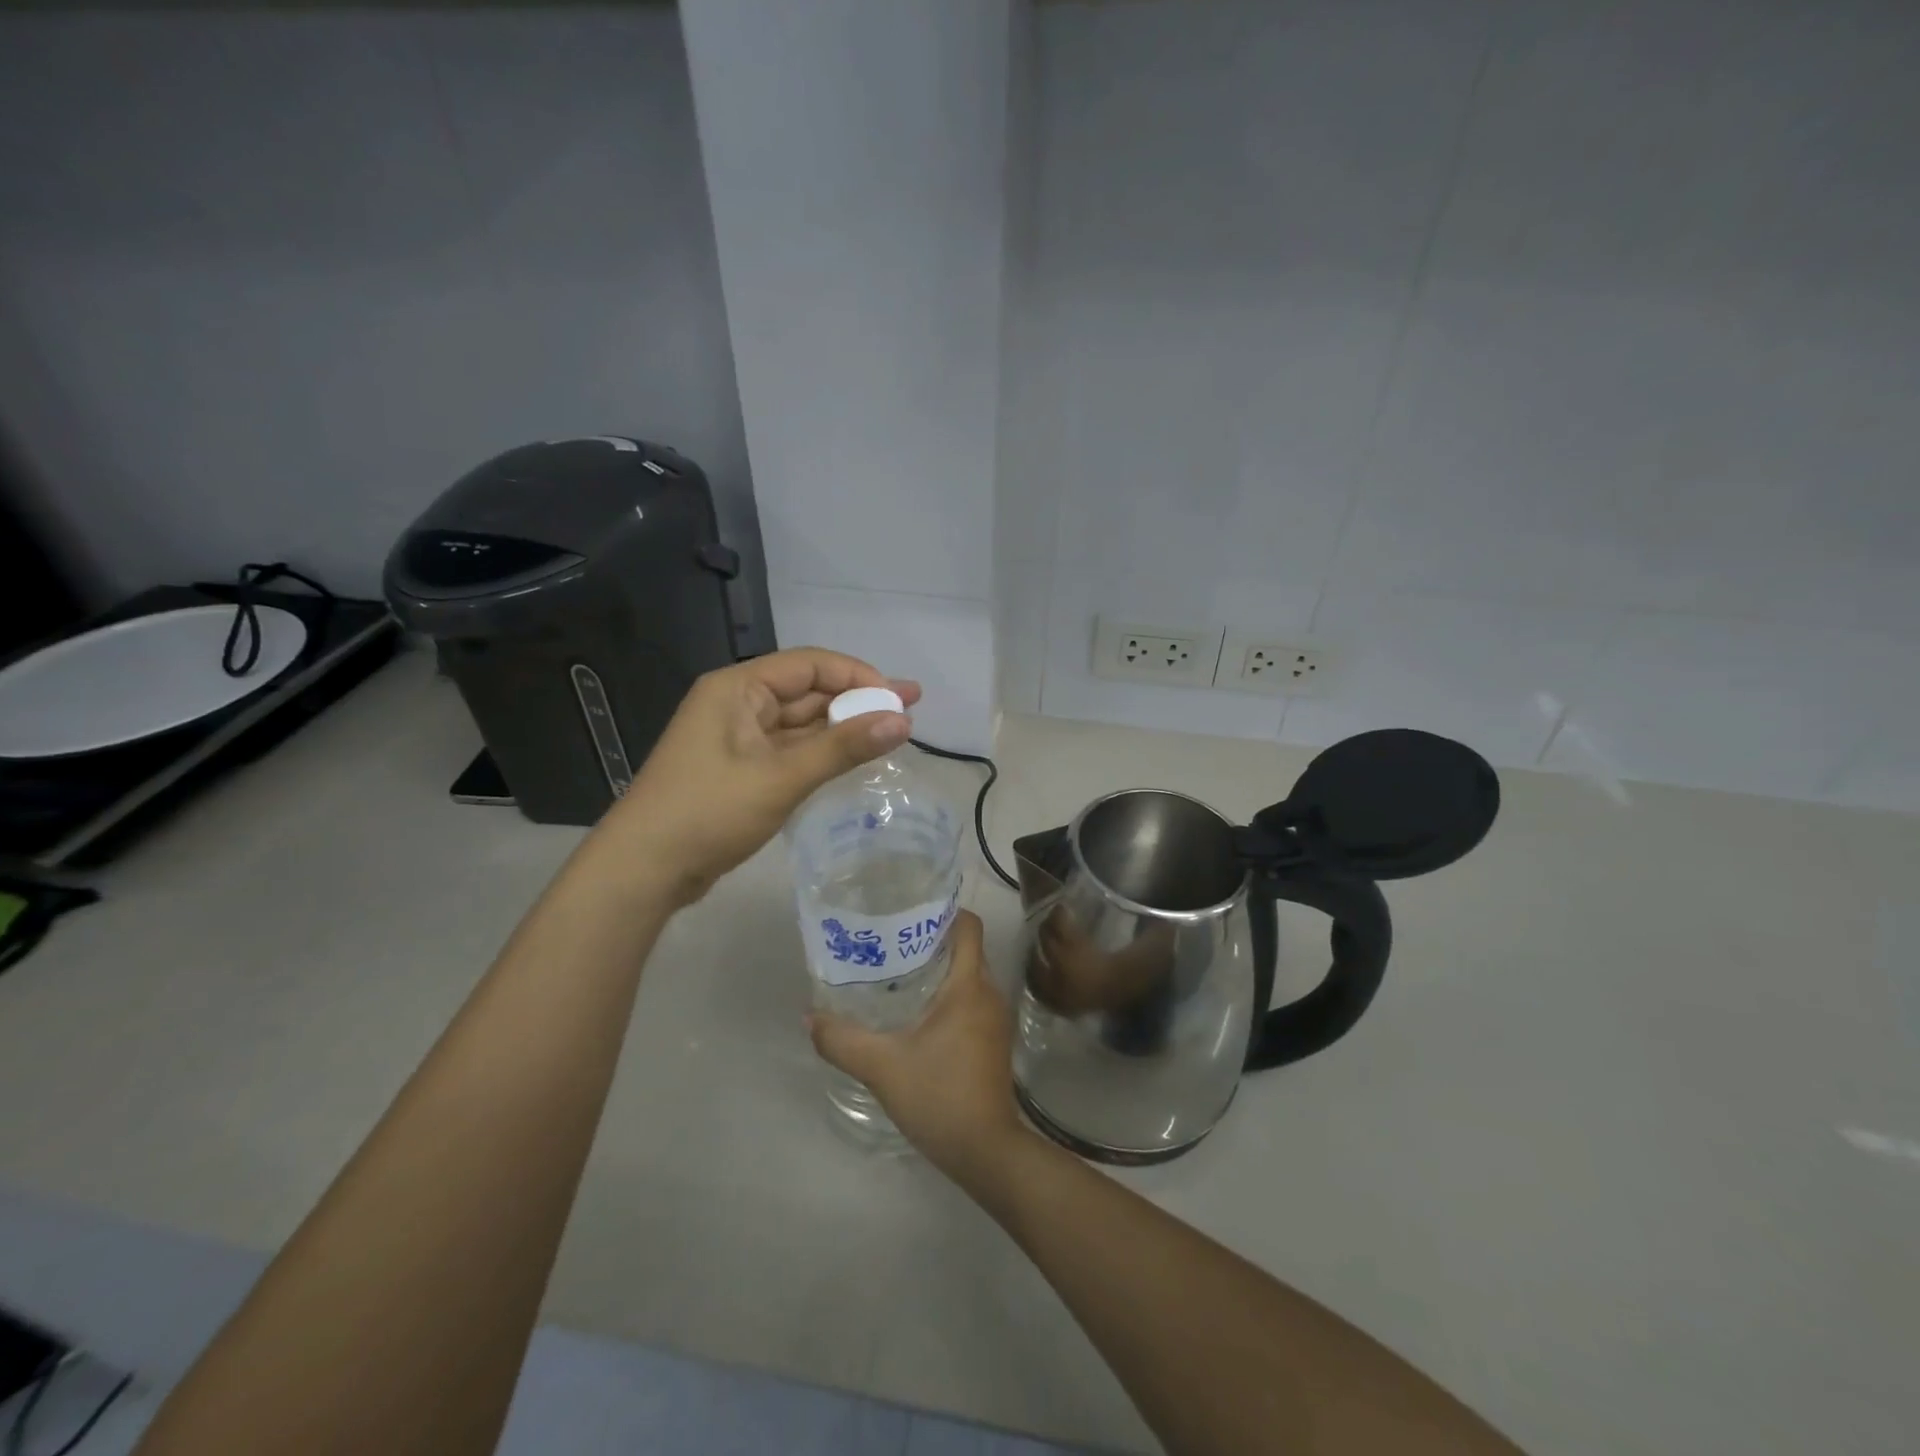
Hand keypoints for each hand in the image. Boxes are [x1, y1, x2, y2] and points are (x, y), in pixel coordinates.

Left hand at [597, 648, 919, 907]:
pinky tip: (855, 758)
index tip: (900, 698)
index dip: (859, 676)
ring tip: (893, 733)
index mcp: (738, 688)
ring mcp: (738, 738)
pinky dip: (822, 753)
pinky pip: (791, 750)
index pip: (810, 665)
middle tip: (910, 709)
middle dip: (858, 700)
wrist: (644, 870)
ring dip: (843, 728)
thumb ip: (843, 748)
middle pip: (808, 692)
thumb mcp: (781, 777)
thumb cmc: (709, 812)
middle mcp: (738, 704)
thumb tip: (902, 720)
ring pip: (801, 724)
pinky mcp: (741, 769)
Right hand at [807, 911, 1024, 1182]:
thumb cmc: (939, 1096)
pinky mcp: (993, 1039)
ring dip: (938, 968)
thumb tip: (810, 1017)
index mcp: (969, 985)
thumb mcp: (882, 1066)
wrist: (986, 1151)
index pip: (968, 926)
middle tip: (889, 939)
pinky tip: (915, 1011)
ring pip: (968, 975)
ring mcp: (995, 1018)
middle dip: (931, 939)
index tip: (909, 909)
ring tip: (896, 970)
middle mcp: (989, 992)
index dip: (943, 911)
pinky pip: (971, 999)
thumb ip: (842, 1040)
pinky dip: (947, 993)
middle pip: (965, 948)